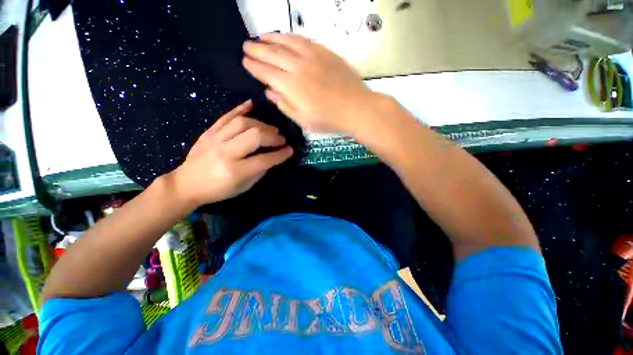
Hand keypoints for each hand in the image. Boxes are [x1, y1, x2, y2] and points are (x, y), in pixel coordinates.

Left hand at [169, 100, 292, 207]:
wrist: (186, 184)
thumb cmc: (218, 190)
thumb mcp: (243, 187)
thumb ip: (259, 171)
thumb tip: (273, 157)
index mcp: (235, 171)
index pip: (265, 159)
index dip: (281, 154)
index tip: (290, 150)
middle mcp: (226, 152)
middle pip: (255, 136)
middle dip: (273, 136)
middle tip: (281, 139)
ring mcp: (215, 139)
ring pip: (243, 123)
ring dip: (261, 124)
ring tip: (271, 129)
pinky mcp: (209, 132)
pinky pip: (226, 116)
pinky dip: (240, 109)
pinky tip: (252, 104)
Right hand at [242, 33, 379, 133]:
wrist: (356, 108)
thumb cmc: (329, 119)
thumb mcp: (304, 121)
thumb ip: (285, 106)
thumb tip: (269, 92)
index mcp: (292, 87)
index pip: (266, 73)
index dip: (254, 67)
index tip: (245, 62)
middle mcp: (298, 67)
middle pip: (272, 54)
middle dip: (257, 50)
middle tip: (246, 46)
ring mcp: (312, 56)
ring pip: (286, 42)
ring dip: (270, 38)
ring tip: (260, 37)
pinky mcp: (324, 52)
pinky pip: (303, 39)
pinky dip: (290, 36)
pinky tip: (284, 36)